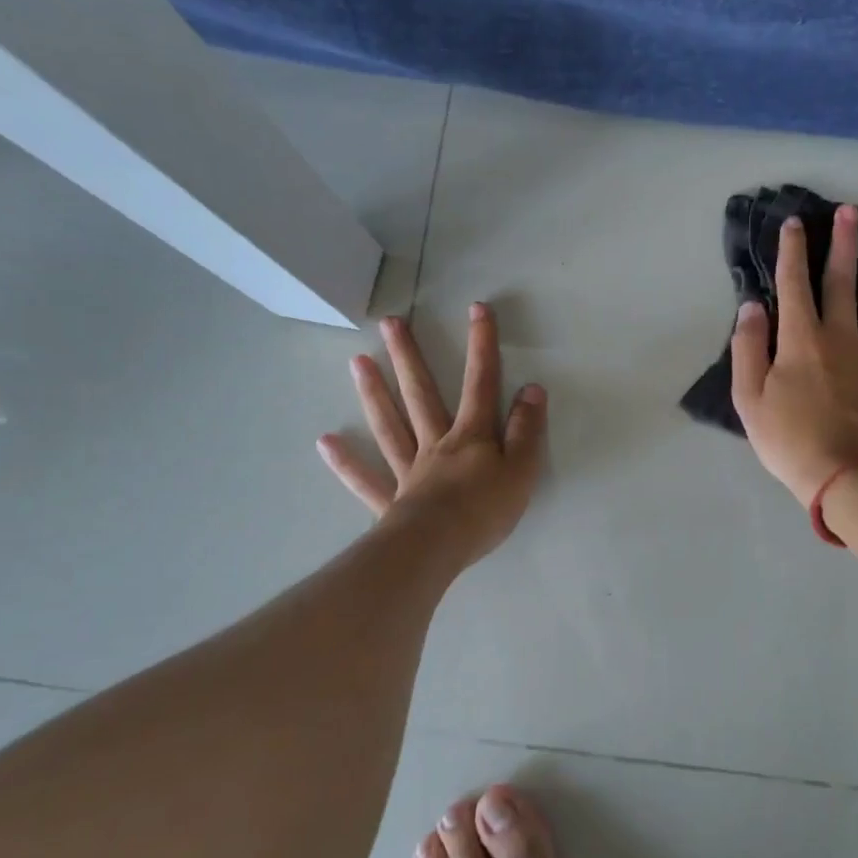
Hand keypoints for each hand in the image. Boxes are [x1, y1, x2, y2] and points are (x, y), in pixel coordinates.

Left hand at [317, 304, 546, 567]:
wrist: (439, 548)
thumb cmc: (485, 510)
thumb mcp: (522, 470)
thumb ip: (527, 430)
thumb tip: (532, 389)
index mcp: (471, 436)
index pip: (481, 383)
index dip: (482, 345)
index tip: (476, 309)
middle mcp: (435, 444)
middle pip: (421, 394)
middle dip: (409, 357)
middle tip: (390, 323)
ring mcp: (408, 471)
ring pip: (389, 426)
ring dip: (374, 393)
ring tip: (357, 361)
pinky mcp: (391, 501)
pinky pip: (366, 479)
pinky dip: (346, 462)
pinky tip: (325, 443)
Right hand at [730, 204, 857, 507]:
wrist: (844, 477)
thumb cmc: (789, 439)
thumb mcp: (749, 398)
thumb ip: (748, 348)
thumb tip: (751, 307)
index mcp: (800, 340)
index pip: (793, 285)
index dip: (792, 252)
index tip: (795, 223)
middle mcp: (840, 337)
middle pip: (842, 283)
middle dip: (844, 245)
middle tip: (851, 212)